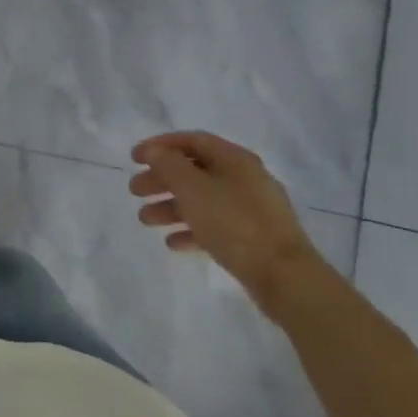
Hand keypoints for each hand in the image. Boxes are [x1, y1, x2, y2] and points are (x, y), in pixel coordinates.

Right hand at [129, 132, 322, 306]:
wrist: (284, 275)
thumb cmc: (234, 223)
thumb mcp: (194, 189)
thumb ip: (169, 165)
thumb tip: (154, 151)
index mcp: (235, 159)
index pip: (192, 140)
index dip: (160, 145)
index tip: (133, 158)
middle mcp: (244, 178)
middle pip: (194, 171)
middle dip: (161, 179)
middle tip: (135, 191)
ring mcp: (250, 209)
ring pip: (202, 200)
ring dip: (170, 206)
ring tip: (145, 220)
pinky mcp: (252, 237)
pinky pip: (214, 226)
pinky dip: (191, 230)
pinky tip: (173, 242)